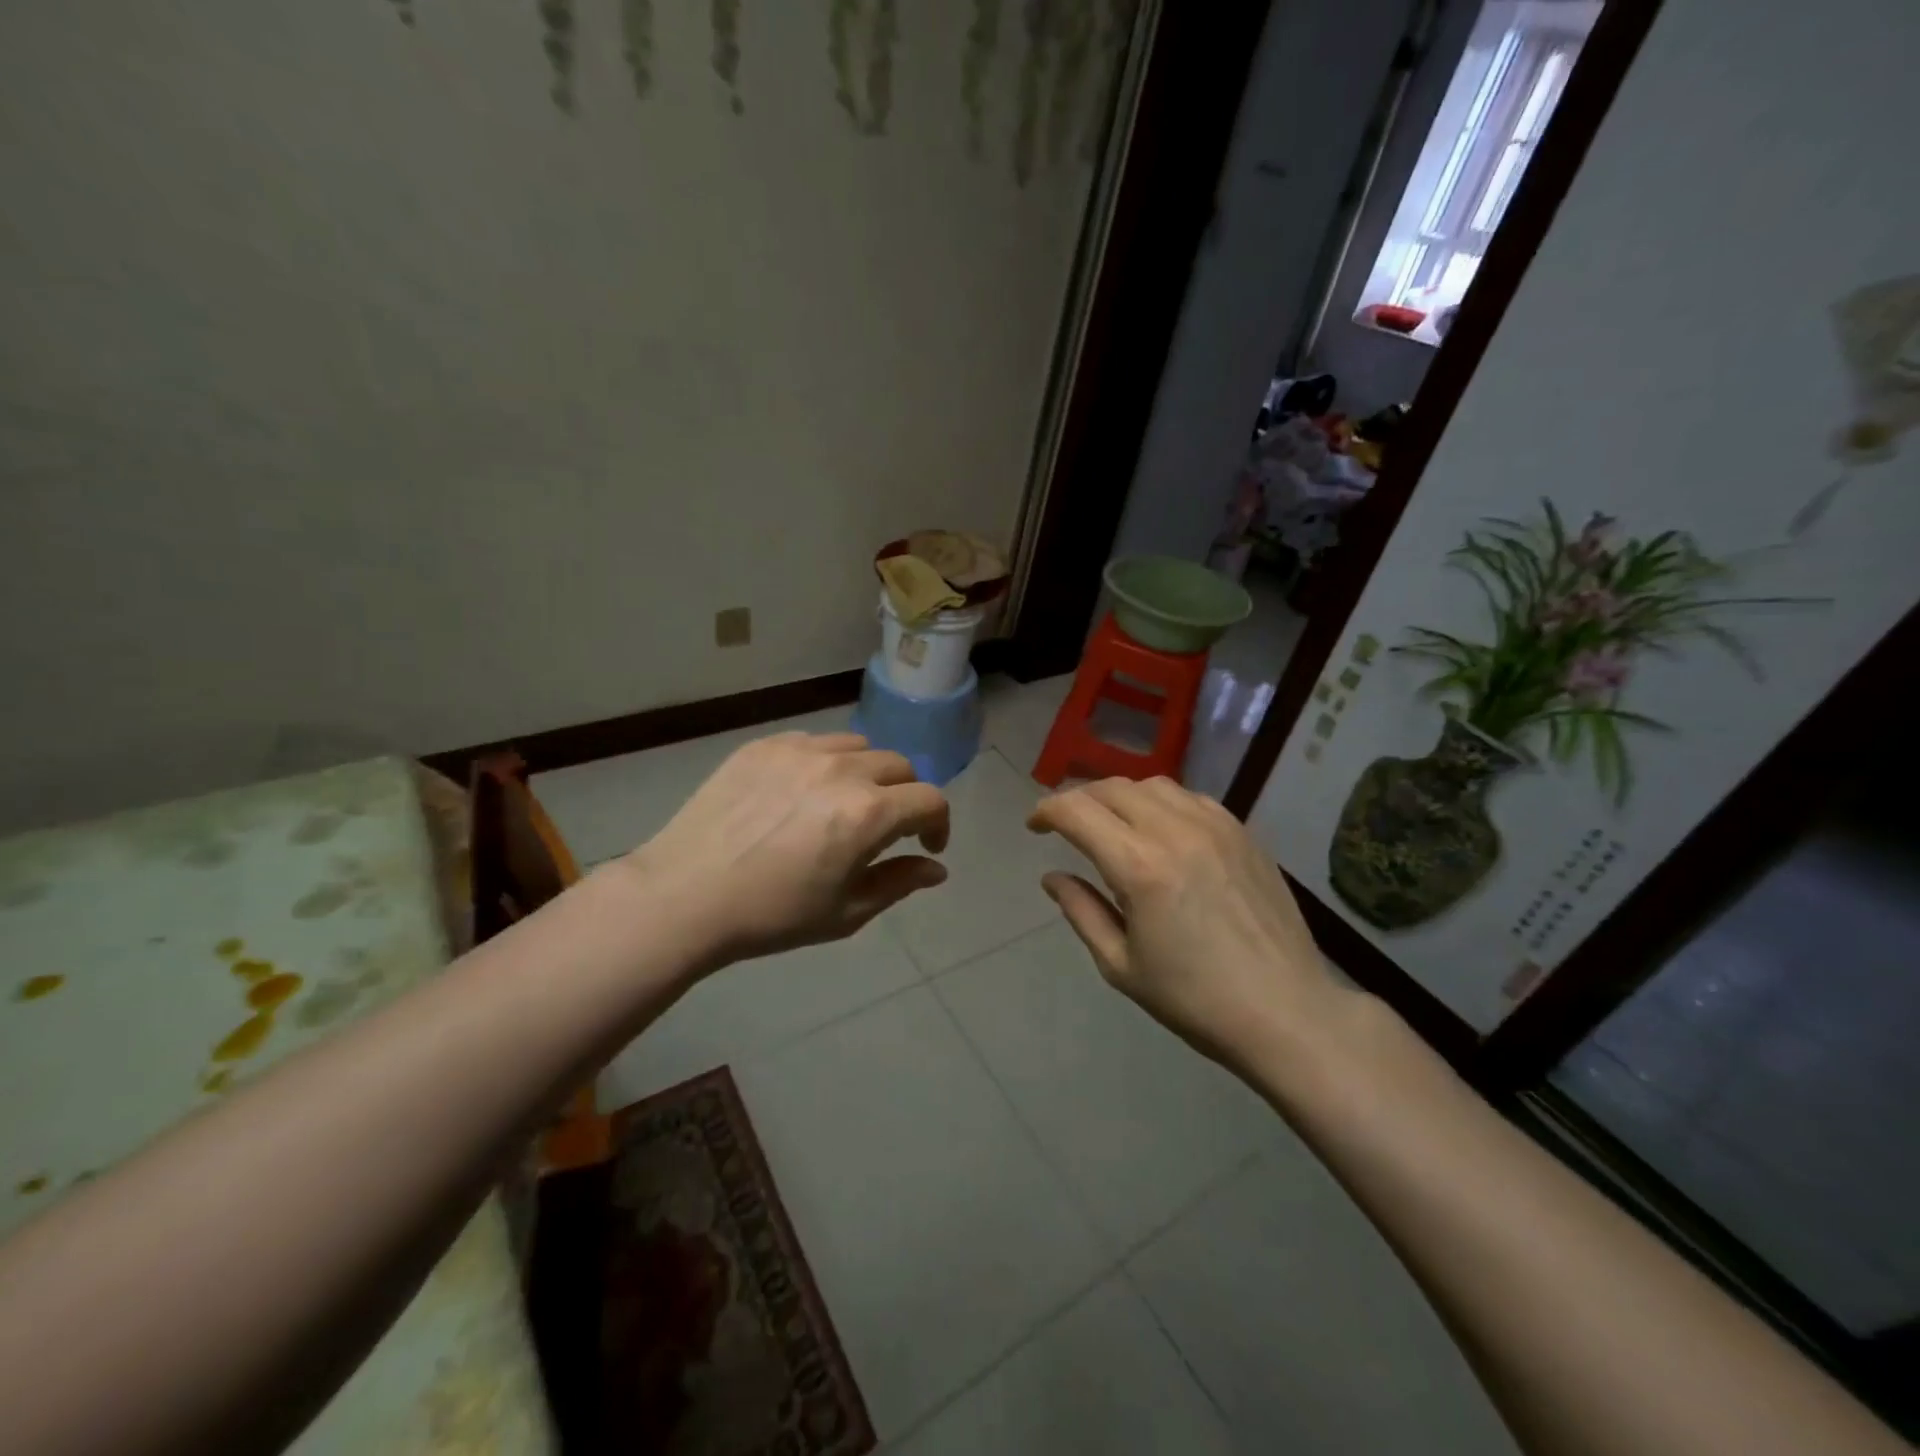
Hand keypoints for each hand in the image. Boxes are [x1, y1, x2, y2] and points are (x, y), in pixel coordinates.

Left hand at [627, 732, 949, 966]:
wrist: (684, 896)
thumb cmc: (771, 915)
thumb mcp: (845, 912)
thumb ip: (899, 883)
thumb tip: (936, 869)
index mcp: (868, 813)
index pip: (930, 800)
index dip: (939, 824)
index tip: (927, 846)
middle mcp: (842, 770)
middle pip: (899, 766)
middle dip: (905, 796)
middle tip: (887, 827)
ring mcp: (800, 751)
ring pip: (858, 747)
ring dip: (867, 773)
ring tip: (845, 803)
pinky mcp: (765, 745)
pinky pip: (814, 742)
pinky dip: (826, 761)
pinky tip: (803, 792)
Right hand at [1028, 777, 1347, 1075]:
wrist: (1286, 1011)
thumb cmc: (1195, 999)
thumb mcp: (1121, 965)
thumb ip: (1081, 911)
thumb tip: (1053, 877)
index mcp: (1138, 867)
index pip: (1077, 811)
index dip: (1046, 810)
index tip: (1034, 826)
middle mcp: (1175, 831)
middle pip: (1112, 788)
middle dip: (1078, 799)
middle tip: (1065, 824)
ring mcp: (1215, 825)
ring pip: (1152, 785)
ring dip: (1120, 796)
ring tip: (1111, 824)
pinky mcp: (1242, 831)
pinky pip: (1190, 797)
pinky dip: (1161, 803)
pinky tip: (1160, 831)